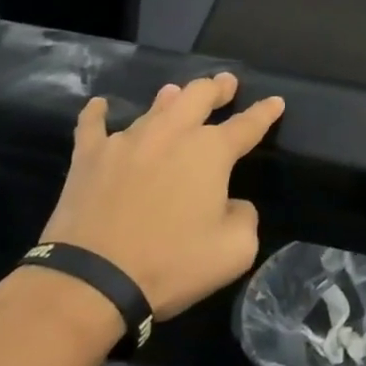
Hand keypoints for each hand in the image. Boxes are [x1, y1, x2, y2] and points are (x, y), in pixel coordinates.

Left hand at [39, 75, 283, 318]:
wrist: (93, 281)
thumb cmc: (172, 263)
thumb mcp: (235, 250)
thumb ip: (245, 217)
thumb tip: (233, 204)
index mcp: (211, 151)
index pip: (247, 124)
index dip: (265, 112)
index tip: (276, 101)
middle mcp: (172, 134)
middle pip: (199, 96)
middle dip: (217, 87)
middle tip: (226, 83)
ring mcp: (127, 141)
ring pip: (155, 107)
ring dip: (172, 98)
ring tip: (177, 92)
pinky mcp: (90, 157)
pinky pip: (92, 126)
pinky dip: (97, 114)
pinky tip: (98, 106)